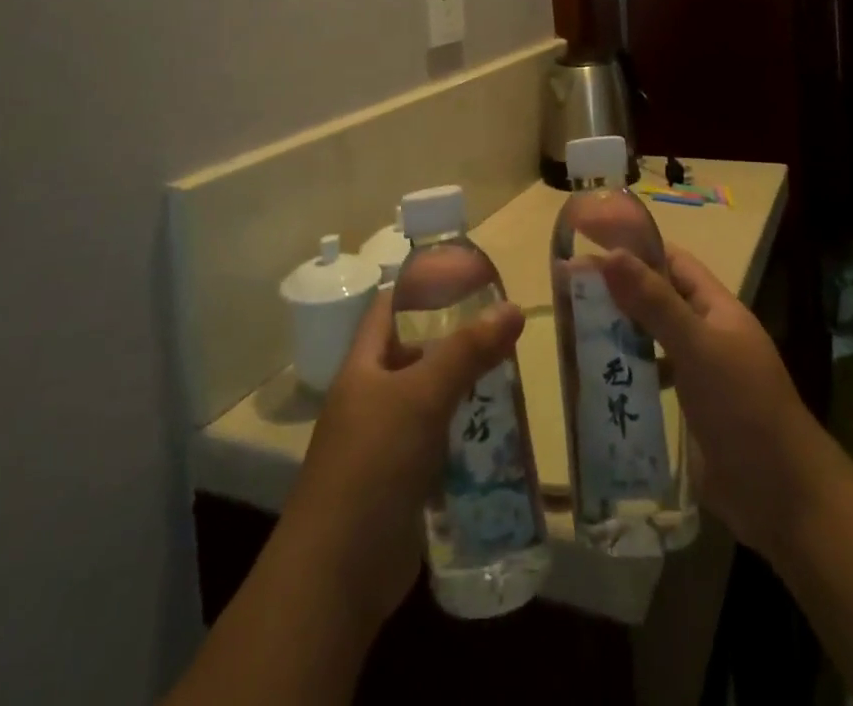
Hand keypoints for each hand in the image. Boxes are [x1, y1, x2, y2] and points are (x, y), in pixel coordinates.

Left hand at [278, 291, 523, 631]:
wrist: (338, 574)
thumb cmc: (373, 464)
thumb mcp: (422, 396)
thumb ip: (468, 351)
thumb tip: (514, 306)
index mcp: (365, 365)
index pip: (391, 308)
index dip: (423, 288)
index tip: (469, 278)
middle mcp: (372, 397)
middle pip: (416, 353)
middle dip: (457, 340)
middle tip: (504, 328)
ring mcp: (386, 442)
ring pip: (432, 400)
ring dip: (466, 389)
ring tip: (512, 373)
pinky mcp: (403, 482)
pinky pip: (439, 444)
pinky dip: (465, 434)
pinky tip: (500, 431)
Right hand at [600, 247, 840, 559]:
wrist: (783, 498)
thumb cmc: (743, 409)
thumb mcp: (697, 348)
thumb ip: (655, 304)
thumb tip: (613, 255)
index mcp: (715, 308)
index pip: (672, 261)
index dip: (635, 247)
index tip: (589, 243)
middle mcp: (706, 333)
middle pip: (657, 298)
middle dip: (617, 290)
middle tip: (566, 289)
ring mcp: (698, 372)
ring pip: (650, 339)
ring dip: (617, 332)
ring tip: (570, 330)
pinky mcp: (688, 409)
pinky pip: (650, 378)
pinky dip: (625, 373)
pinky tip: (596, 380)